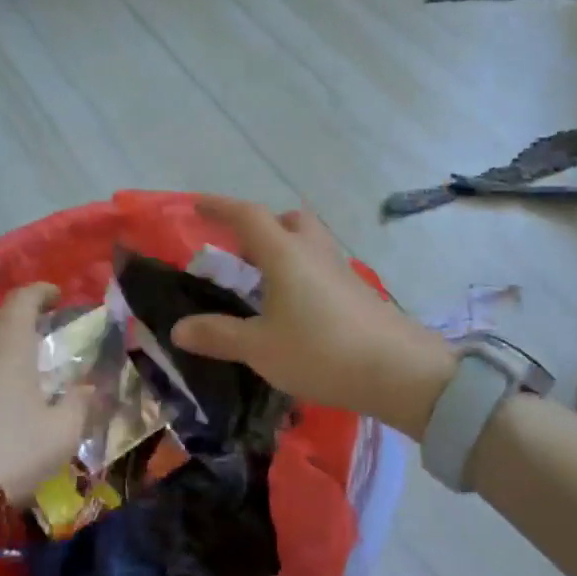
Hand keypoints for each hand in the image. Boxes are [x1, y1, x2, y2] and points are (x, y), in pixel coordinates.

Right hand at [170, 198, 454, 439]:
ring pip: (308, 242)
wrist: (399, 371)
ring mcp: (341, 270)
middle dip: (261, 227)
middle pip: (287, 221)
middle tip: (240, 252)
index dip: (219, 206)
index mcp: (285, 254)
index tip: (196, 205)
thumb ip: (219, 335)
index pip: (247, 216)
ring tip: (264, 284)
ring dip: (284, 250)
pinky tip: (296, 309)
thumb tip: (178, 328)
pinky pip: (321, 268)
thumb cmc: (321, 352)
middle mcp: (314, 252)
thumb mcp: (260, 348)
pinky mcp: (358, 291)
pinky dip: (302, 274)